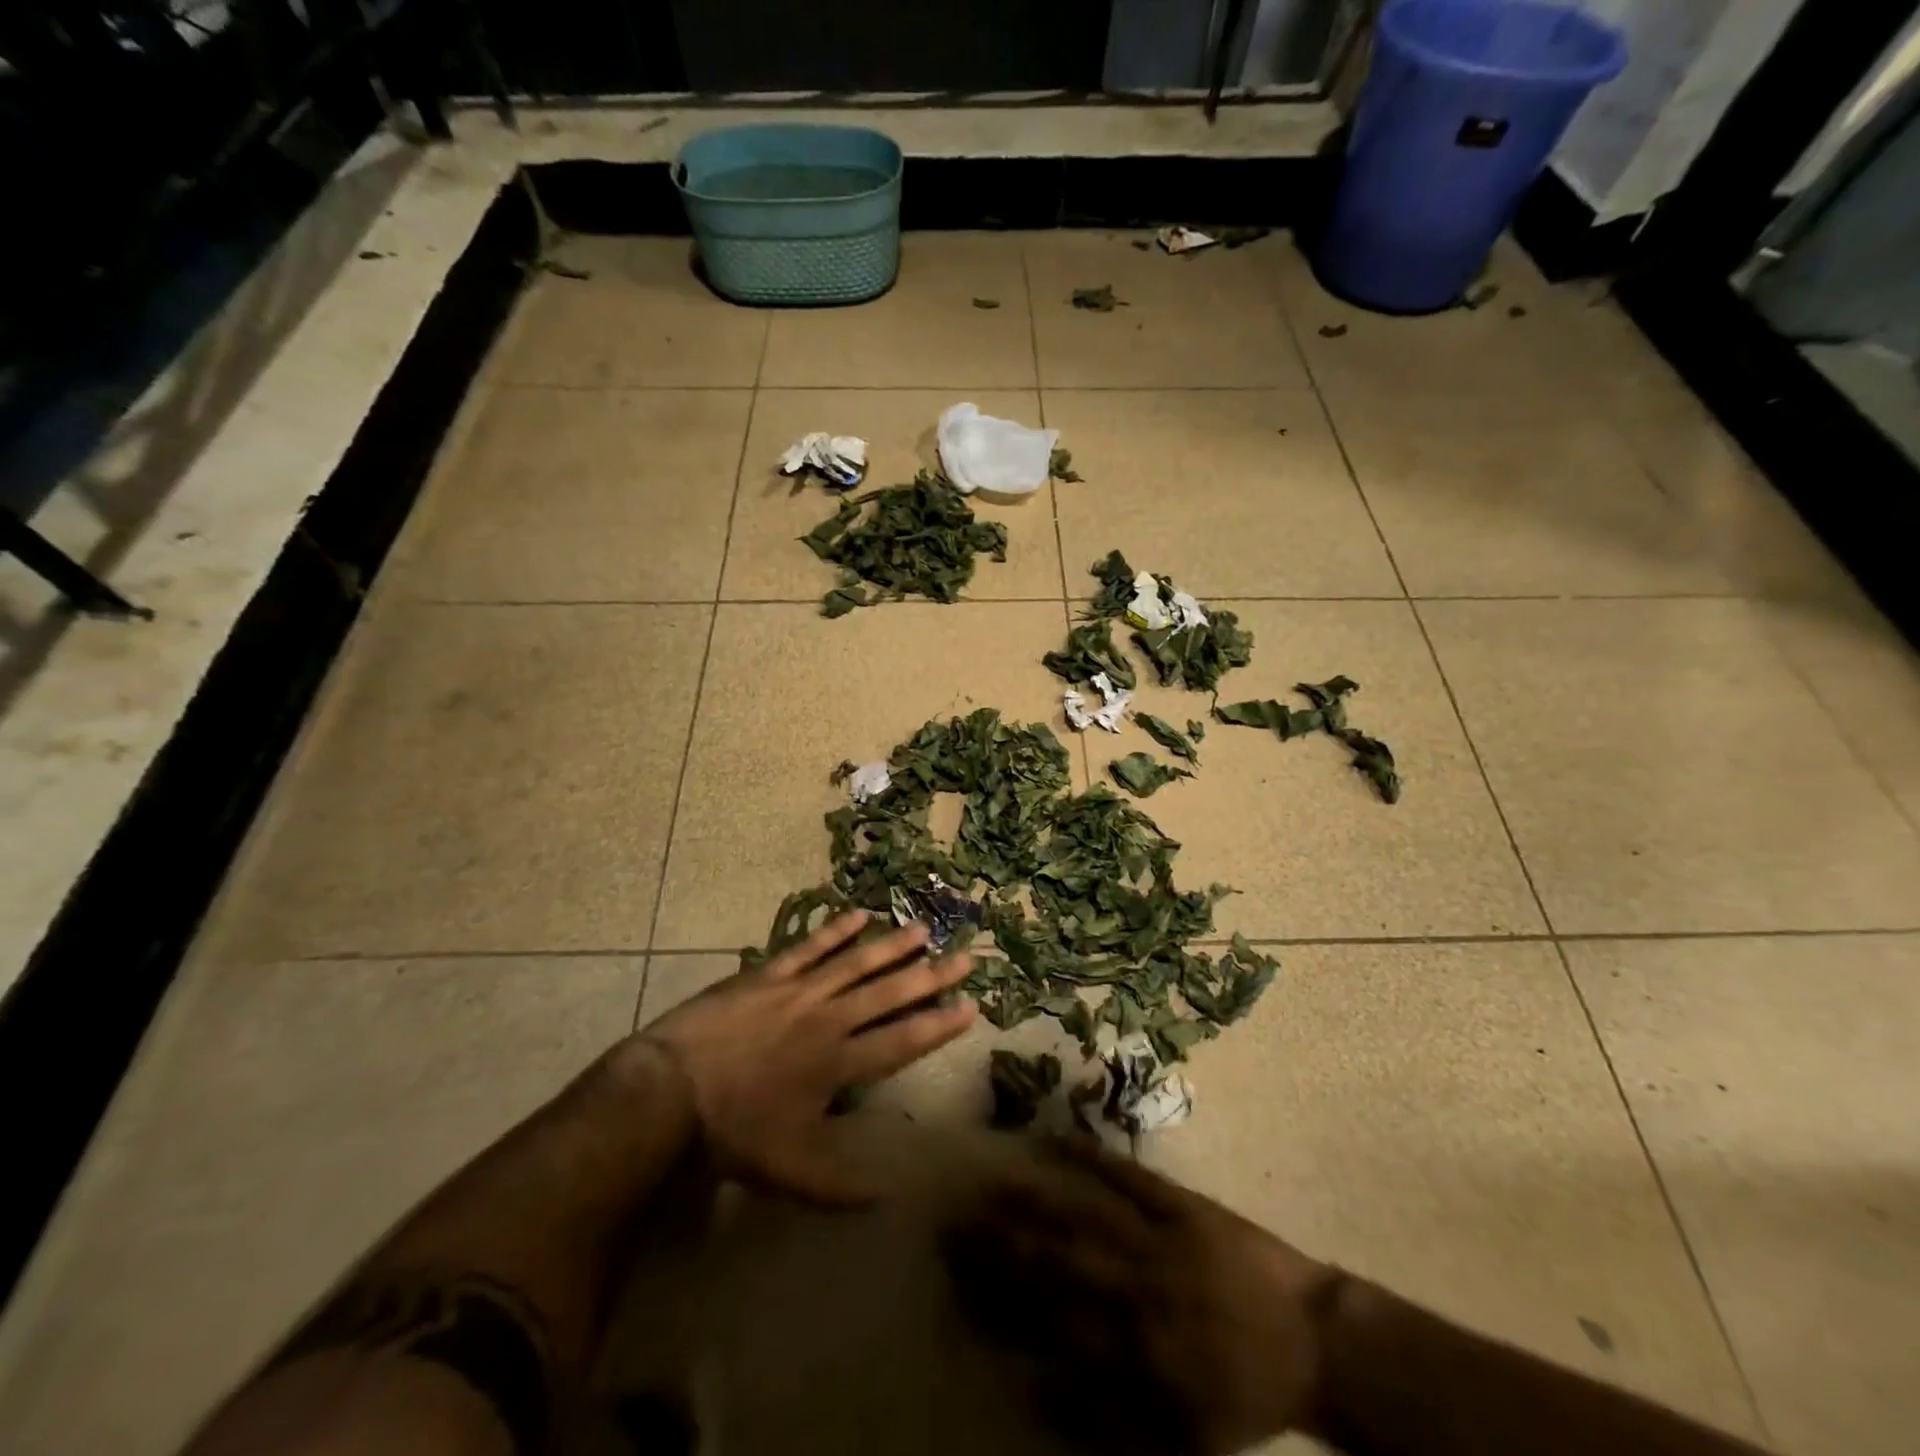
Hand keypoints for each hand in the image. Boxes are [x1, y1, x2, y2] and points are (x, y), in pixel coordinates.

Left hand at [637, 910, 975, 1204]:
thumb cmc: (733, 1133)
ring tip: (923, 930)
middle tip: (964, 957)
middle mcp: (829, 1020)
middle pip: (889, 994)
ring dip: (891, 947)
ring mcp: (799, 991)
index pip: (902, 1040)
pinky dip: (835, 931)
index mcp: (839, 1064)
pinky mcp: (769, 974)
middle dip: (930, 976)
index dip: (939, 1024)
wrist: (670, 1092)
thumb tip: (890, 1197)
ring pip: (856, 963)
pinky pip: (809, 947)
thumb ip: (841, 1188)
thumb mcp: (789, 1172)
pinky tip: (859, 915)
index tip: (971, 1006)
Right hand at [941, 1137, 1337, 1455]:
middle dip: (998, 1244)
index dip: (995, 1302)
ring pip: (1081, 1215)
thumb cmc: (1239, 1390)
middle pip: (1053, 1262)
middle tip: (952, 1220)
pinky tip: (1054, 1138)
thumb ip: (1101, 1416)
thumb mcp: (1175, 1432)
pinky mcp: (1179, 1204)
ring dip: (1033, 1198)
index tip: (954, 1279)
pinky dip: (1090, 1156)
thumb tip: (1031, 1389)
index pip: (1045, 1322)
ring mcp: (1155, 1238)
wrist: (1313, 1342)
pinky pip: (1128, 1176)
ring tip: (989, 1181)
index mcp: (1131, 1350)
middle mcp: (1133, 1289)